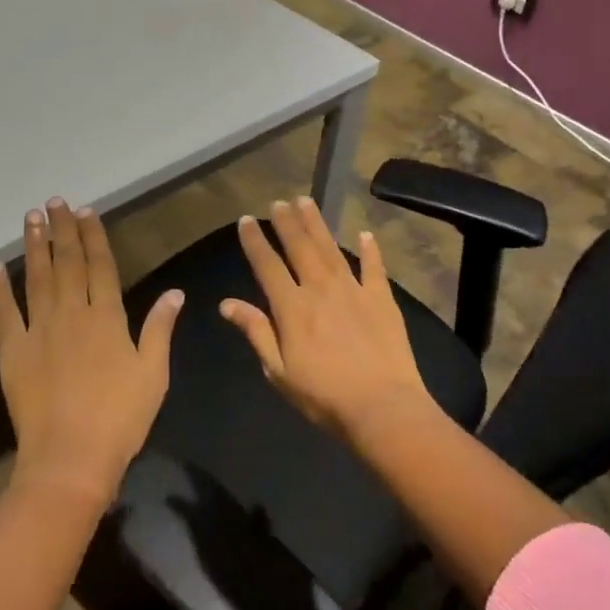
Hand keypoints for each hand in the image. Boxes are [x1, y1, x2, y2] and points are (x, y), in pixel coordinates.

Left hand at [0, 199, 183, 503]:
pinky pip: (4, 313)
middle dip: (62, 230)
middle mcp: (72, 314)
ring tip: (31, 217)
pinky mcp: (13, 351)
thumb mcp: (153, 373)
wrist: (71, 457)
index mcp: (107, 318)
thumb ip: (160, 328)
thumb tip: (175, 292)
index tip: (86, 210)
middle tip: (55, 201)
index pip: (100, 265)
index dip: (94, 236)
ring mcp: (39, 330)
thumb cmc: (121, 417)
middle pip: (67, 263)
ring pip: (37, 278)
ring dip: (34, 246)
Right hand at [220, 197, 433, 438]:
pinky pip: (374, 267)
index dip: (255, 241)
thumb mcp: (279, 371)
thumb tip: (227, 304)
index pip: (267, 265)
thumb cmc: (323, 396)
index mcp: (292, 307)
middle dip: (286, 222)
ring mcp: (353, 290)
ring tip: (306, 202)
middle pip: (300, 247)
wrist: (382, 407)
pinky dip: (370, 250)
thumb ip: (256, 332)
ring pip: (331, 248)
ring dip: (317, 224)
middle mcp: (320, 288)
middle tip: (278, 202)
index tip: (246, 221)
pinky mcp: (381, 298)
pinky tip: (366, 234)